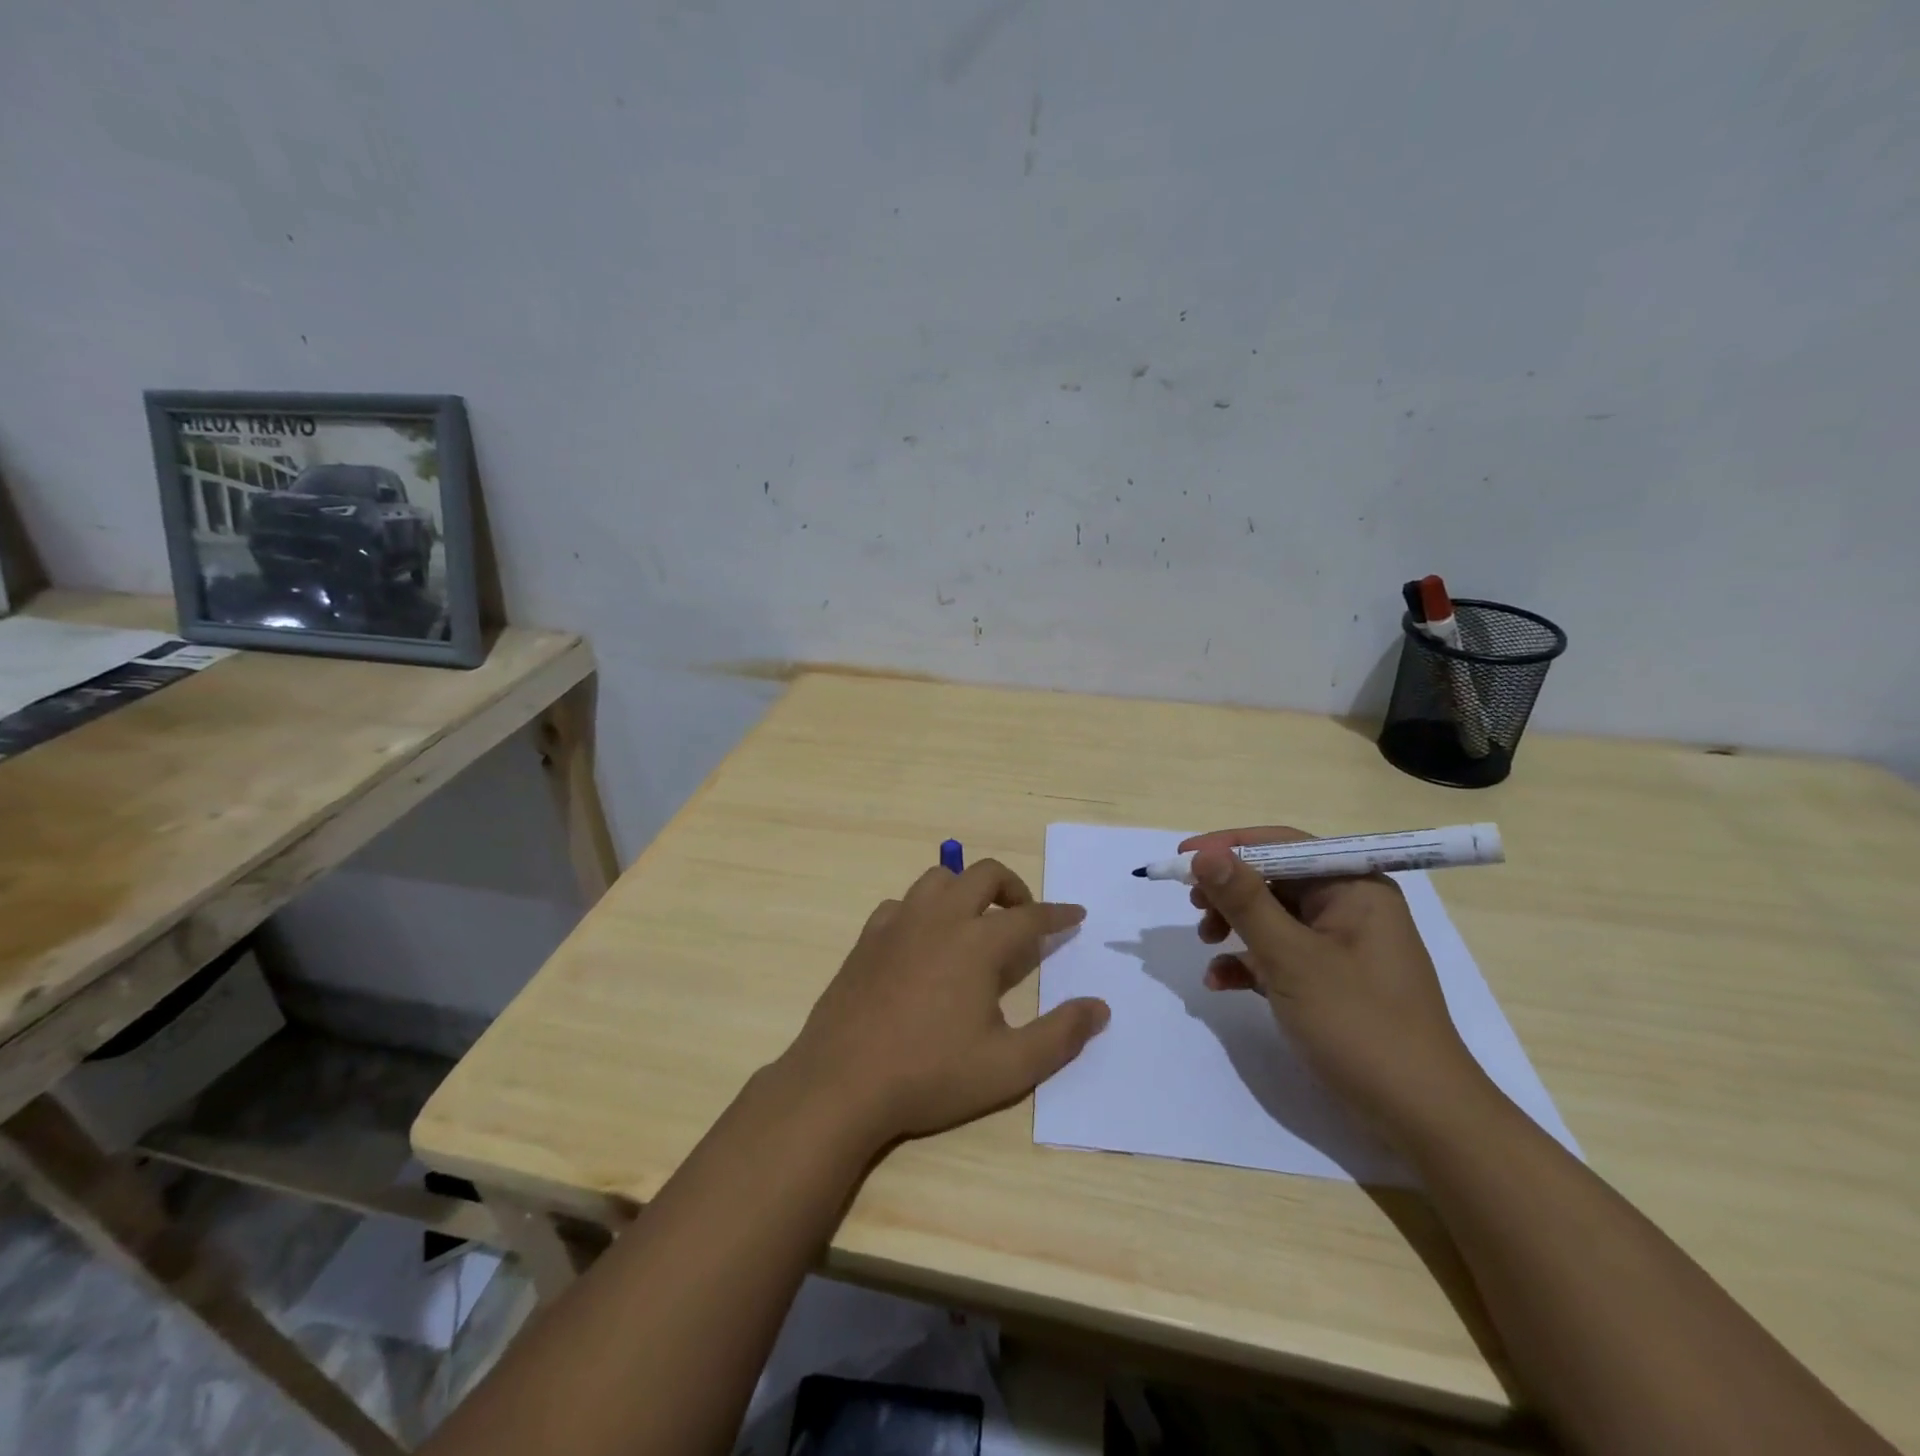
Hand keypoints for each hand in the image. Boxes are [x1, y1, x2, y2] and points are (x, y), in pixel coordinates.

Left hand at [776, 859, 1108, 1148]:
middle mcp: (940, 919)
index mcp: (977, 943)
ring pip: (939, 878)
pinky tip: (924, 940)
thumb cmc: (930, 1075)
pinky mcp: (868, 937)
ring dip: (965, 888)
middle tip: (1025, 914)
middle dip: (1013, 886)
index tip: (1076, 915)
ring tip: (976, 920)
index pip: (1030, 915)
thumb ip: (1060, 1035)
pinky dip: (923, 909)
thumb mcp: (1008, 1067)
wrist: (842, 1082)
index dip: (1058, 914)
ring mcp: (899, 923)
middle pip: (983, 875)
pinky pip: (902, 903)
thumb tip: (1099, 1007)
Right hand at [1184, 826, 1487, 1139]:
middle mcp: (1350, 907)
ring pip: (1273, 917)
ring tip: (1207, 946)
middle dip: (1229, 892)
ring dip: (1234, 927)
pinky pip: (1280, 954)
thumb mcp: (1291, 957)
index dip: (1229, 846)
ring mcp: (1342, 946)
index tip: (1183, 857)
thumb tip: (1203, 853)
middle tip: (1194, 907)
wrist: (1421, 1117)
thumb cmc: (1359, 1024)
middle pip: (1274, 879)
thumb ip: (1245, 901)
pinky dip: (1249, 963)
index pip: (1283, 844)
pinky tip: (1221, 982)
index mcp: (1354, 887)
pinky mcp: (1331, 980)